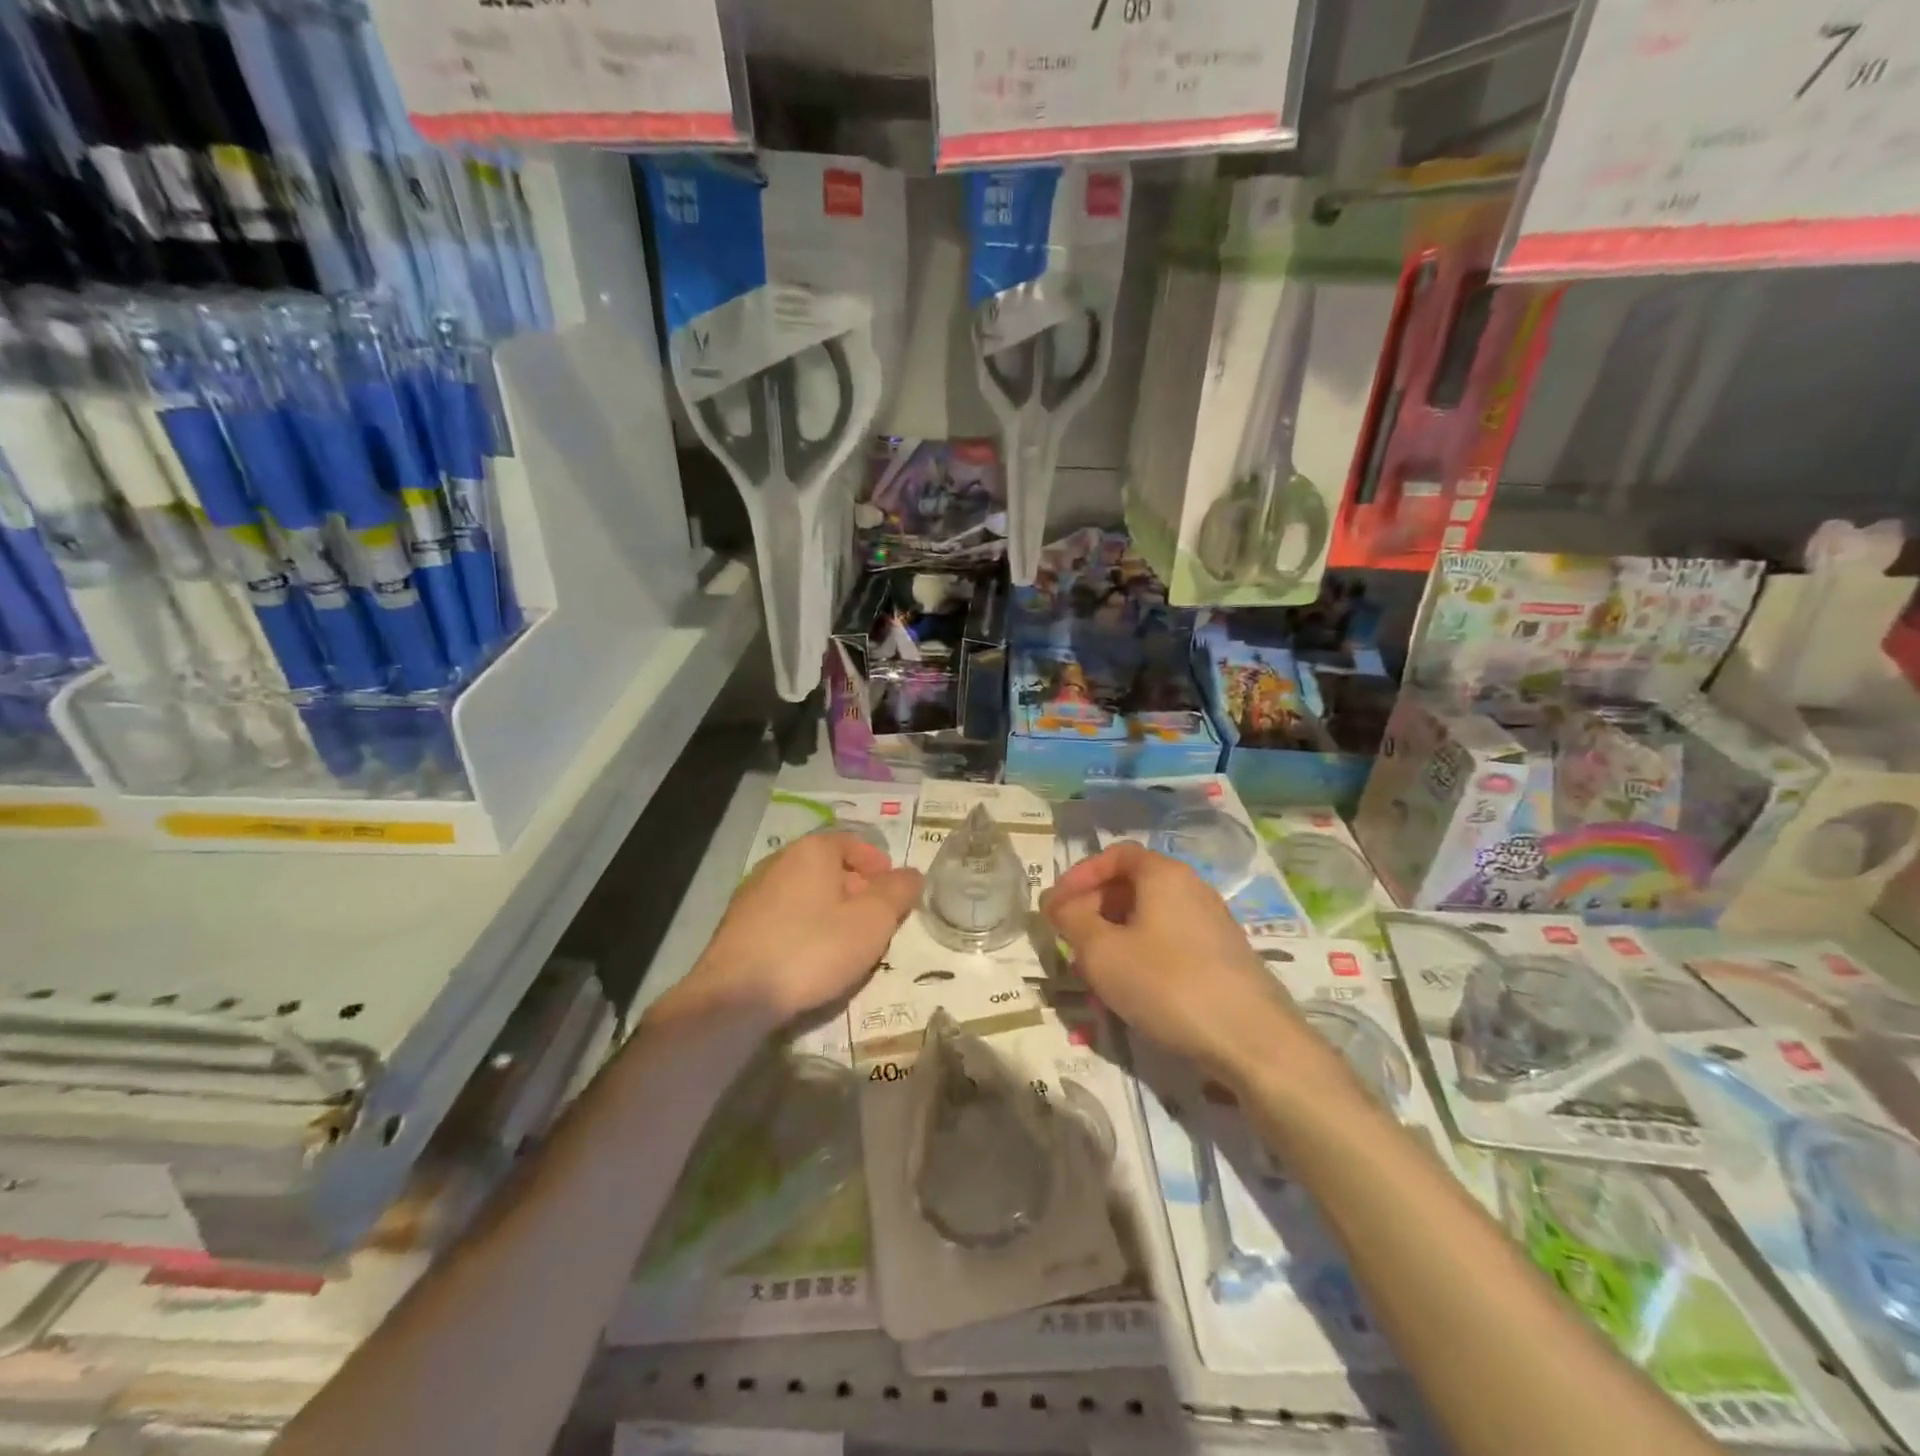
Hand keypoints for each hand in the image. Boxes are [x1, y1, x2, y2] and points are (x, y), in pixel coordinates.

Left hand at [679, 831, 922, 1025]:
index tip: (893, 891)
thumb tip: (912, 874)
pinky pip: (783, 916)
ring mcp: (753, 892)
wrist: (736, 996)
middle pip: (828, 867)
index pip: (852, 842)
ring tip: (847, 943)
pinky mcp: (738, 925)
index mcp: (812, 850)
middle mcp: (779, 861)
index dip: (877, 864)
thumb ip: (897, 893)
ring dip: (830, 911)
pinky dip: (804, 928)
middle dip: (856, 889)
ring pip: (805, 893)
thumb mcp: (872, 921)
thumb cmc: (813, 949)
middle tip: (877, 920)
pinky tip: (811, 959)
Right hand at [1041, 841, 1301, 1073]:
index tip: (1055, 906)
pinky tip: (1132, 987)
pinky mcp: (1223, 956)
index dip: (1079, 876)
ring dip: (1115, 933)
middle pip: (1132, 884)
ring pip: (1150, 916)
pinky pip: (1170, 940)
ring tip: (1094, 968)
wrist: (1252, 1040)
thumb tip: (1060, 905)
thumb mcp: (1101, 952)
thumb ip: (1072, 920)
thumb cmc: (1167, 984)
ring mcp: (1212, 922)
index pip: (1114, 855)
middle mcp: (1191, 887)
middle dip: (1093, 907)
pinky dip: (1142, 952)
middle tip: (1069, 938)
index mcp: (1163, 874)